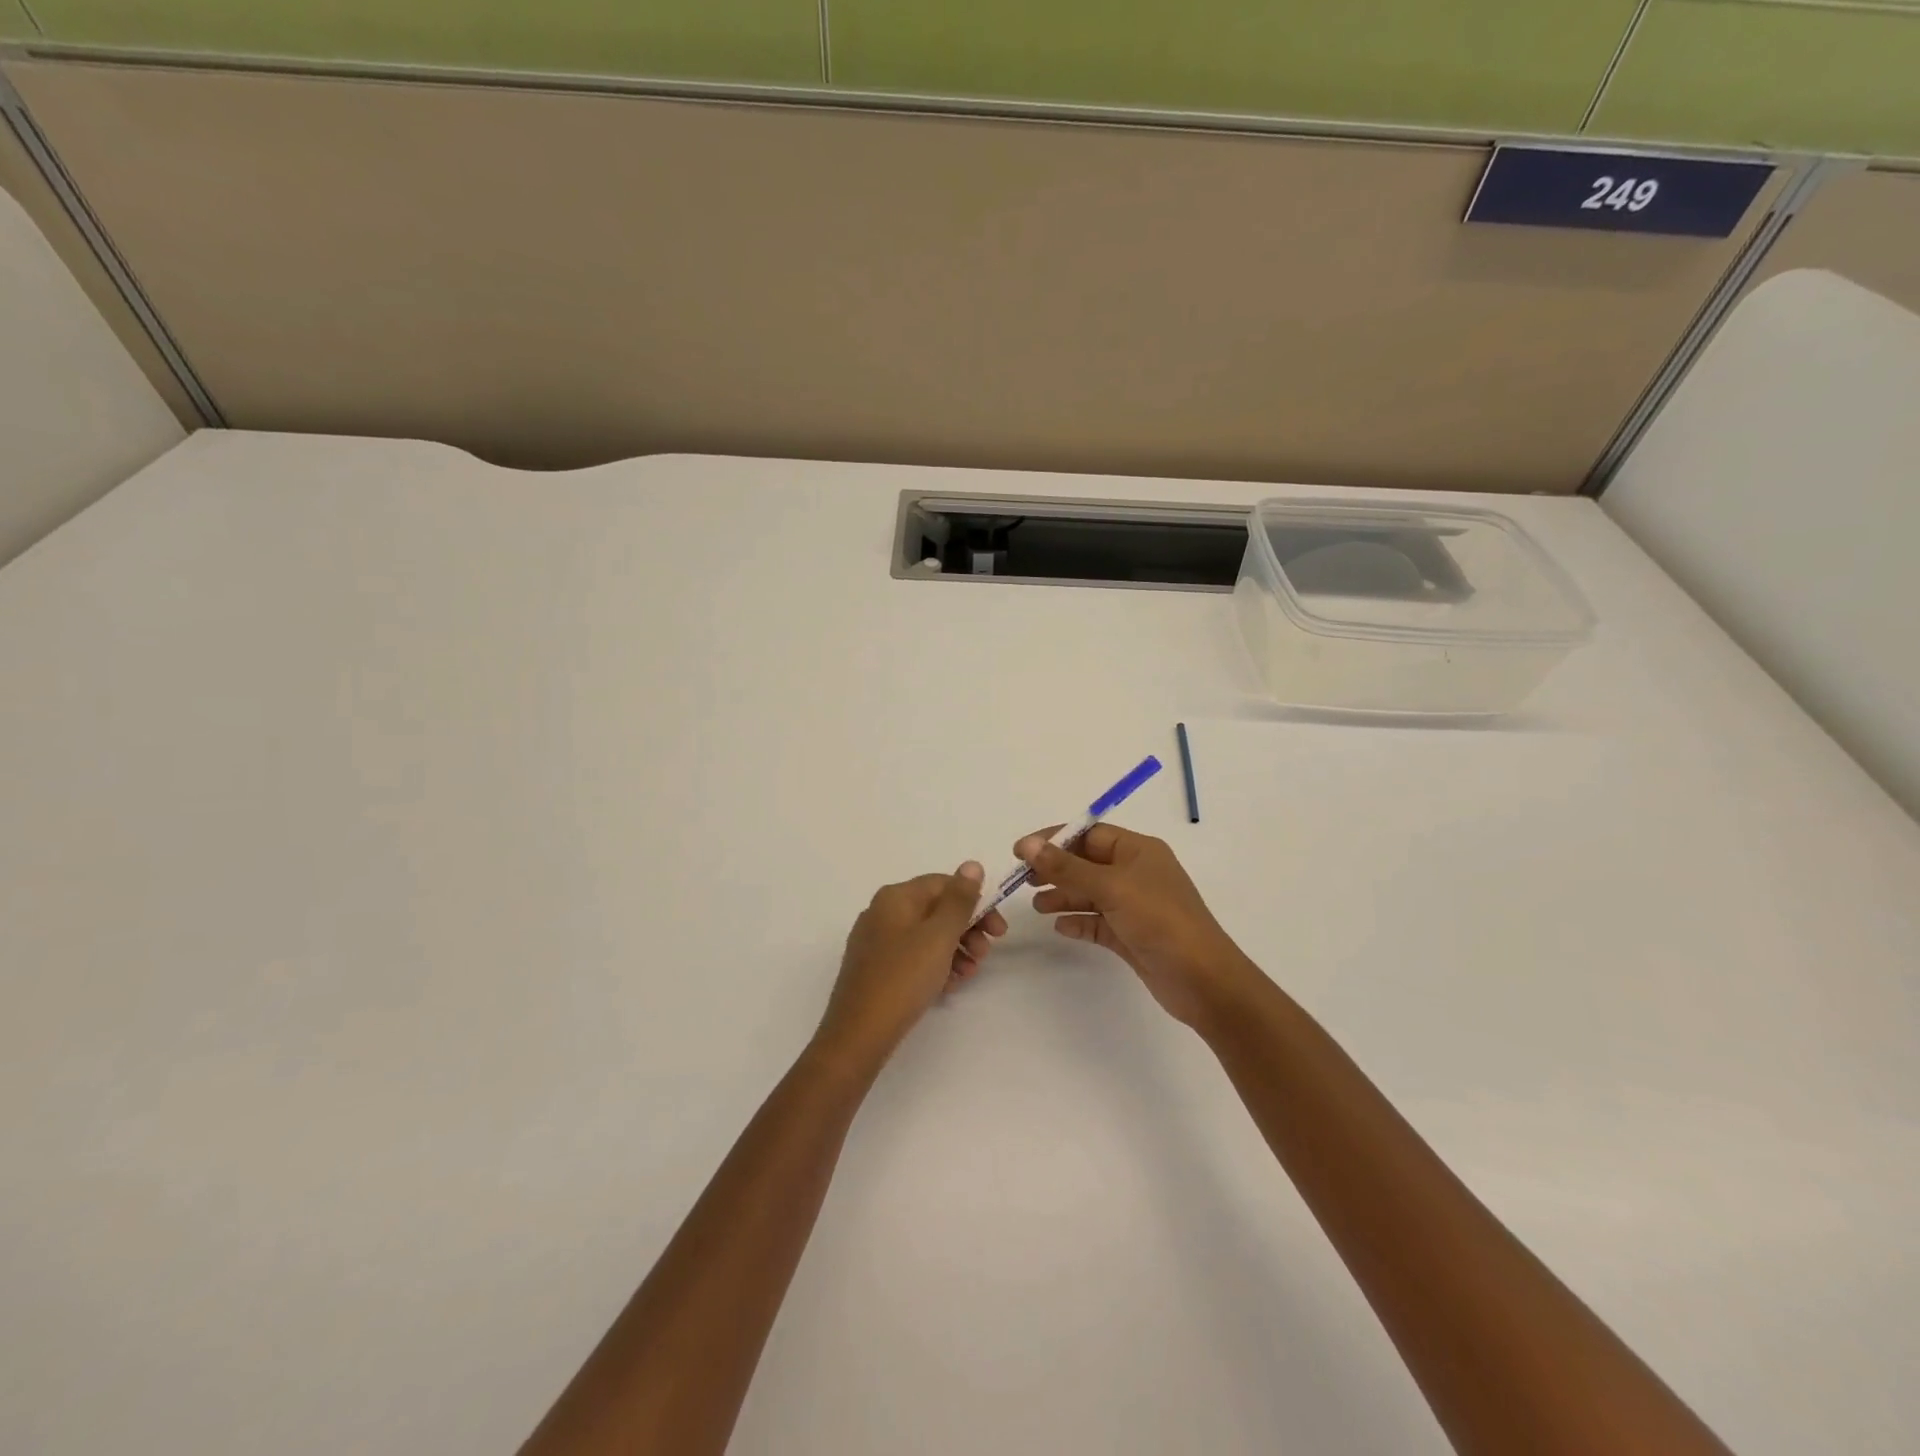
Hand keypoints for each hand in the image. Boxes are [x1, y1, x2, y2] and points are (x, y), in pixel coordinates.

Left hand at [814, 863, 1007, 1071]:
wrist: (858, 1034)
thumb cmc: (903, 978)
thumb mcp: (939, 935)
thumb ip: (959, 899)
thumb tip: (971, 865)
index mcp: (896, 897)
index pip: (944, 884)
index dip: (975, 902)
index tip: (998, 931)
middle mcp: (882, 912)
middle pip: (935, 909)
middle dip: (967, 929)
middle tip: (985, 954)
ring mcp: (876, 941)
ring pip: (926, 935)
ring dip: (955, 949)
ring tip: (969, 974)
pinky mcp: (875, 969)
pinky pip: (913, 957)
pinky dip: (935, 965)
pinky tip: (949, 986)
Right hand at [1016, 826, 1260, 1029]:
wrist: (1202, 980)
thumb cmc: (1159, 920)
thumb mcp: (1111, 887)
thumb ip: (1066, 867)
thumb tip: (1028, 844)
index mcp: (1138, 850)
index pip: (1089, 834)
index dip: (1054, 839)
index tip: (1021, 851)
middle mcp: (1136, 873)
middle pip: (1087, 863)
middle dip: (1055, 869)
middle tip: (1023, 881)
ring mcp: (1135, 905)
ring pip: (1090, 893)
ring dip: (1063, 897)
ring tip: (1037, 907)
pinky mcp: (1132, 935)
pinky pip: (1097, 922)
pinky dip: (1078, 922)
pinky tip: (1060, 928)